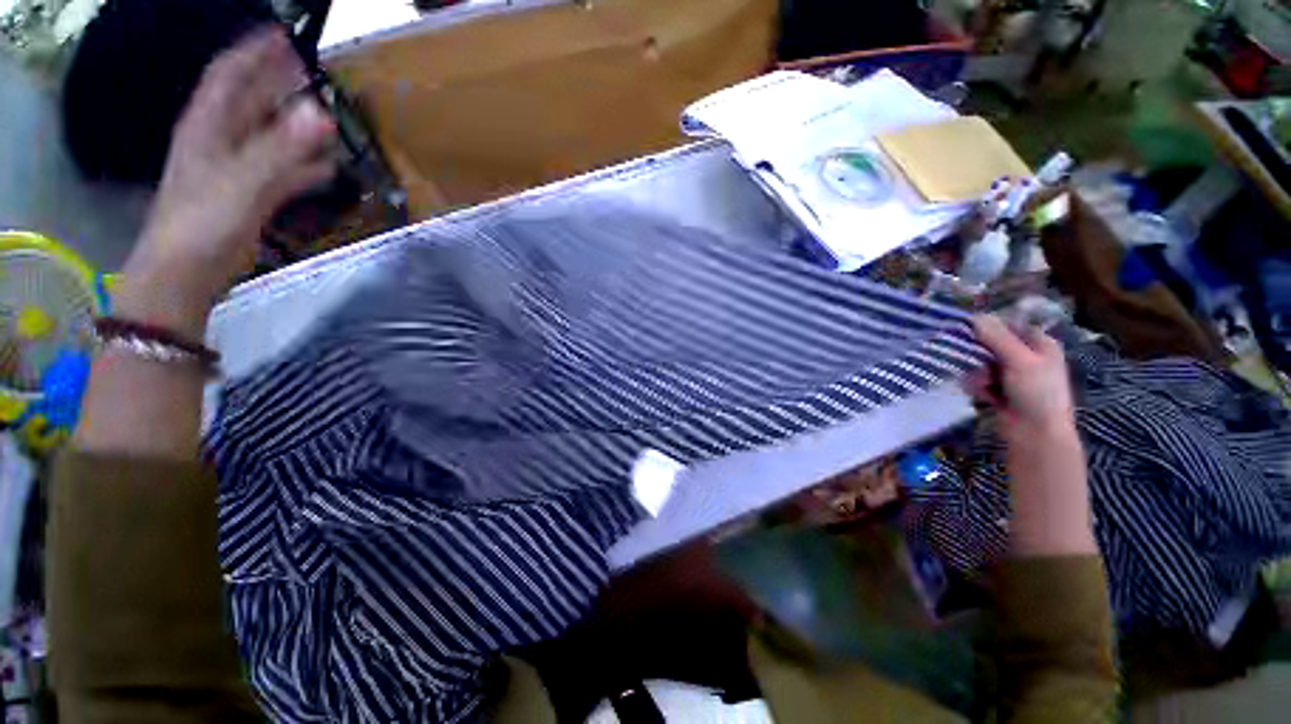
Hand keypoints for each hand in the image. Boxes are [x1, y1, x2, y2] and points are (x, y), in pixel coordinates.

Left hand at [117, 28, 335, 336]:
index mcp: (208, 123)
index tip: (284, 32)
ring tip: (327, 114)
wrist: (177, 290)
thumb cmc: (199, 227)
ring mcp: (227, 174)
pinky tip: (324, 169)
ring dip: (292, 124)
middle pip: (249, 98)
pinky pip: (273, 175)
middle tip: (313, 71)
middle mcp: (216, 141)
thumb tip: (321, 112)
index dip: (254, 48)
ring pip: (263, 136)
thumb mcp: (240, 180)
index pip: (229, 70)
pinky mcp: (237, 205)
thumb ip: (281, 147)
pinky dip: (297, 169)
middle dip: (280, 82)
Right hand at [970, 316, 1075, 441]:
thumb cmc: (1038, 394)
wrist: (1040, 442)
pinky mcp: (1007, 402)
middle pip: (1001, 346)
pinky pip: (989, 387)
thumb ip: (996, 337)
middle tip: (967, 352)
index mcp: (1042, 344)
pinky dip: (980, 386)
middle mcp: (1031, 360)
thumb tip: (975, 318)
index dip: (994, 325)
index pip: (1014, 325)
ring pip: (993, 367)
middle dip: (984, 350)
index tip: (972, 327)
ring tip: (974, 379)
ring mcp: (1019, 383)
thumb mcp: (1019, 359)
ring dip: (980, 370)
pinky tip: (971, 388)